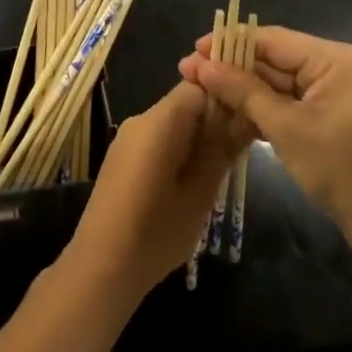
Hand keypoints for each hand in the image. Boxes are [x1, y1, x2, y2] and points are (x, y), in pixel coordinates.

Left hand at [65, 81, 248, 302]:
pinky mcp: (123, 156)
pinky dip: (180, 149)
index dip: (226, 97)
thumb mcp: (200, 192)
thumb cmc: (156, 231)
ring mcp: (129, 137)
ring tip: (223, 167)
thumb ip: (222, 149)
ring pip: (173, 121)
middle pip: (186, 102)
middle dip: (215, 119)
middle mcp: (141, 119)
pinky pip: (159, 138)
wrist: (102, 265)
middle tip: (242, 148)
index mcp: (160, 120)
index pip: (199, 86)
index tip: (250, 118)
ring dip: (199, 137)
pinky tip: (193, 178)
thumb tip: (245, 114)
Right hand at [179, 26, 351, 263]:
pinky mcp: (331, 116)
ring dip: (243, 89)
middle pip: (274, 58)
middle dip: (232, 67)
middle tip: (188, 73)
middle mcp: (336, 67)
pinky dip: (263, 107)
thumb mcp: (286, 127)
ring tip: (201, 90)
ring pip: (279, 82)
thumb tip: (203, 65)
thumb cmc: (340, 168)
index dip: (229, 44)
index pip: (271, 40)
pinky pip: (290, 101)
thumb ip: (243, 91)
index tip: (192, 51)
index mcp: (334, 59)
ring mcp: (334, 93)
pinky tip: (230, 111)